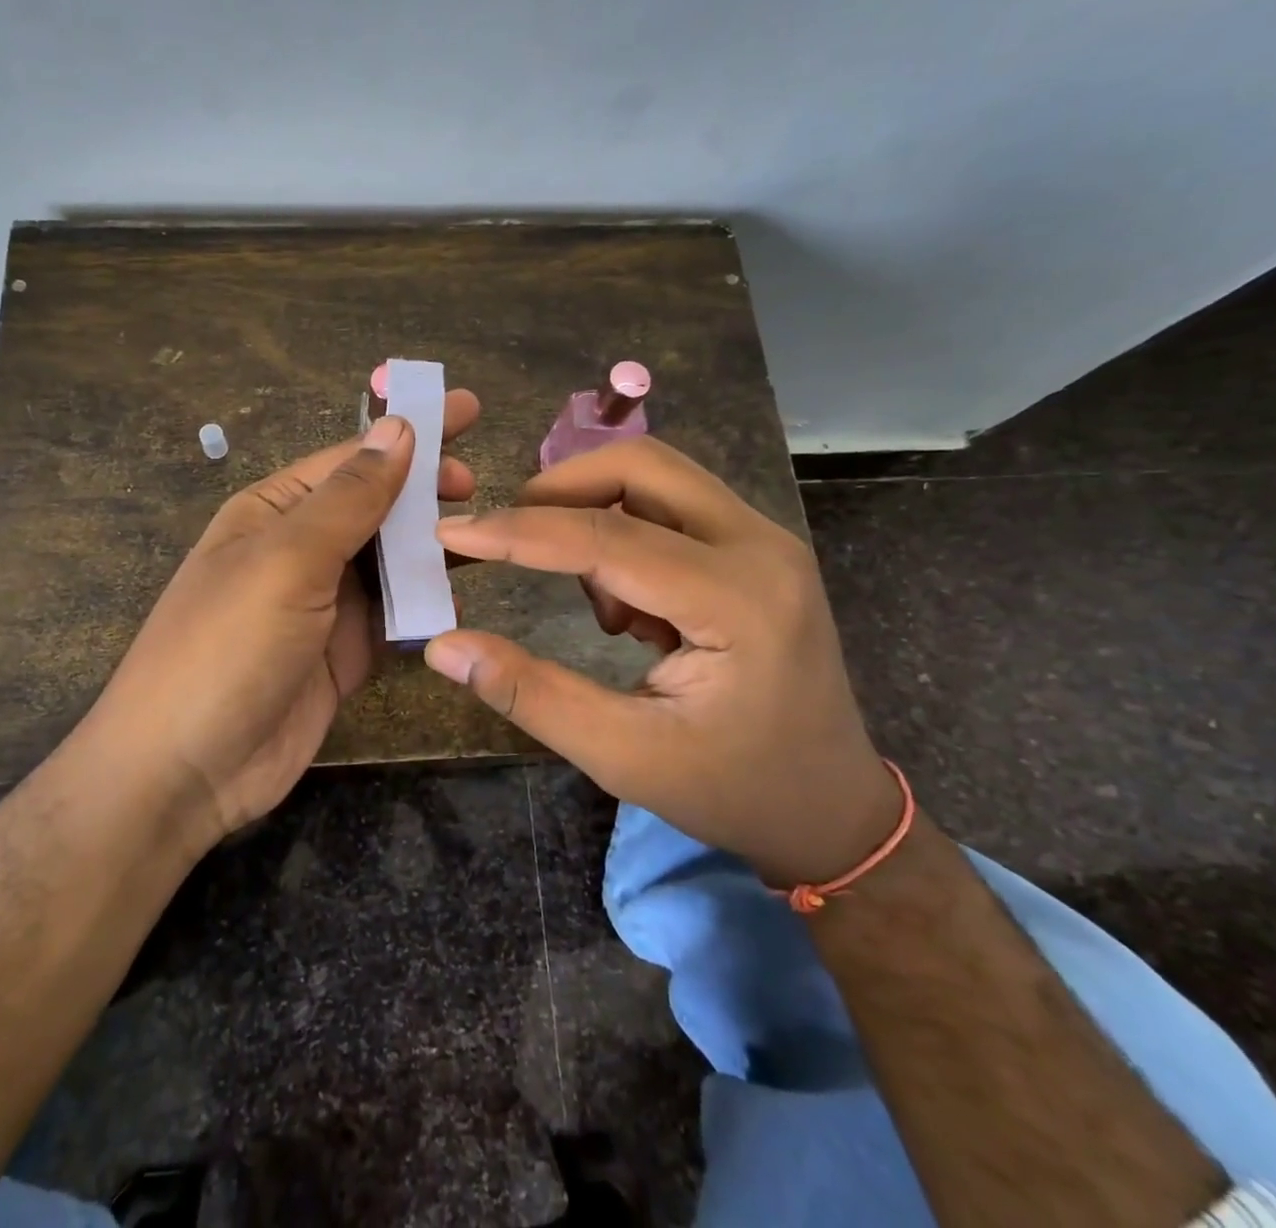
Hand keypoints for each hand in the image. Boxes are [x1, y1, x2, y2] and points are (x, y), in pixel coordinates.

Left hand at [74, 392, 481, 846]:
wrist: (184, 772)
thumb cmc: (227, 647)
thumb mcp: (287, 560)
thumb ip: (349, 497)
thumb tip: (397, 427)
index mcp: (275, 512)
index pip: (352, 458)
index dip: (409, 433)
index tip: (468, 411)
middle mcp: (300, 550)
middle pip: (376, 507)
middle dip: (425, 490)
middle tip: (479, 485)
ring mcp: (324, 605)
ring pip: (391, 562)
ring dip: (431, 549)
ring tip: (486, 537)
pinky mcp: (344, 654)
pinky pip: (395, 617)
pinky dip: (426, 607)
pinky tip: (462, 599)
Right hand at [424, 436, 897, 886]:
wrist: (832, 808)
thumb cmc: (733, 790)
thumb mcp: (623, 756)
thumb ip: (530, 694)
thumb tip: (443, 647)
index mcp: (738, 601)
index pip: (607, 539)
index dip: (517, 532)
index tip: (450, 532)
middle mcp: (760, 546)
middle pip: (641, 466)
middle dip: (560, 490)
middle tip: (506, 536)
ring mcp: (765, 539)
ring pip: (656, 477)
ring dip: (595, 513)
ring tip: (595, 606)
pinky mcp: (757, 548)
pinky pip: (672, 505)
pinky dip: (625, 533)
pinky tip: (631, 611)